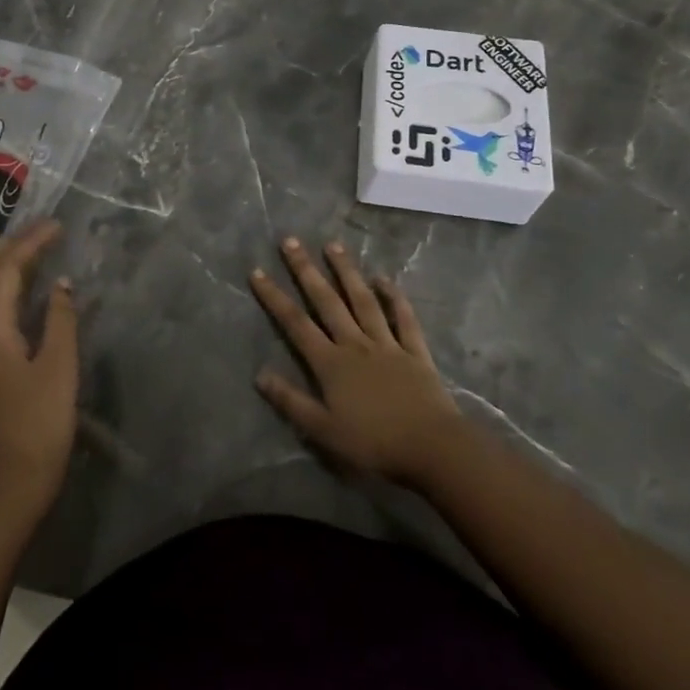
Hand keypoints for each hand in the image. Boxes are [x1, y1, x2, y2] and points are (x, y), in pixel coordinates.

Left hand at [0, 219, 77, 520]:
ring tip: (24, 251)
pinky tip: (8, 294)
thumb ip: (59, 320)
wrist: (4, 490)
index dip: (31, 242)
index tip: (57, 225)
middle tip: (40, 230)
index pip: (6, 269)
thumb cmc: (38, 428)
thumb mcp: (59, 370)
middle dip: (9, 245)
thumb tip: (61, 283)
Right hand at [249, 237, 463, 487]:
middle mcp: (355, 343)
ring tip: (333, 246)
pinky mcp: (414, 351)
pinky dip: (394, 297)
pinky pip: (403, 318)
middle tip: (291, 241)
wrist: (431, 448)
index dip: (274, 297)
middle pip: (327, 301)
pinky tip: (384, 279)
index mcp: (331, 363)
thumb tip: (259, 374)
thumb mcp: (323, 430)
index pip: (295, 323)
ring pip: (363, 300)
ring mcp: (386, 344)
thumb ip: (291, 401)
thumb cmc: (373, 444)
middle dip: (306, 270)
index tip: (257, 271)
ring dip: (347, 272)